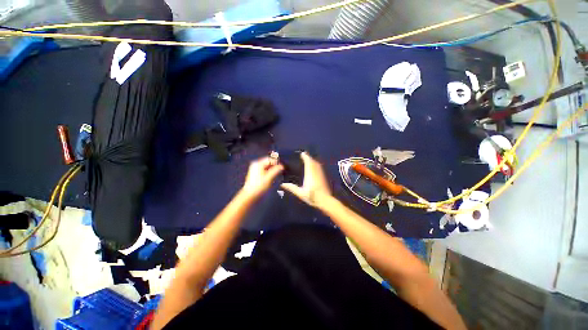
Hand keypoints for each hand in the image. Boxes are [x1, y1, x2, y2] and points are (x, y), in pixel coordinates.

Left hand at [241, 157, 283, 199]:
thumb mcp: (269, 178)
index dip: (277, 162)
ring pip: (267, 167)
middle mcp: (256, 165)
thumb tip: (282, 166)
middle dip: (275, 166)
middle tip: (281, 170)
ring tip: (278, 174)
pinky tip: (273, 177)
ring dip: (273, 170)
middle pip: (268, 163)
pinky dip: (269, 173)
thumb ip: (276, 170)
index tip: (283, 167)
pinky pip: (265, 171)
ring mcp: (255, 170)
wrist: (250, 196)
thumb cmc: (259, 186)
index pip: (270, 159)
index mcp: (258, 164)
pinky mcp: (256, 175)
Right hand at [281, 152, 331, 206]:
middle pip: (313, 161)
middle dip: (309, 157)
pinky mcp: (323, 177)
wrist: (325, 201)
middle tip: (304, 155)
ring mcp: (321, 174)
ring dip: (313, 160)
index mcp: (310, 174)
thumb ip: (292, 188)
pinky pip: (319, 167)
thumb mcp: (301, 193)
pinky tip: (314, 166)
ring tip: (308, 159)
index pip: (308, 162)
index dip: (305, 157)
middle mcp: (316, 172)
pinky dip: (316, 164)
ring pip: (317, 164)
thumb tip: (282, 184)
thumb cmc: (312, 197)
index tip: (302, 153)